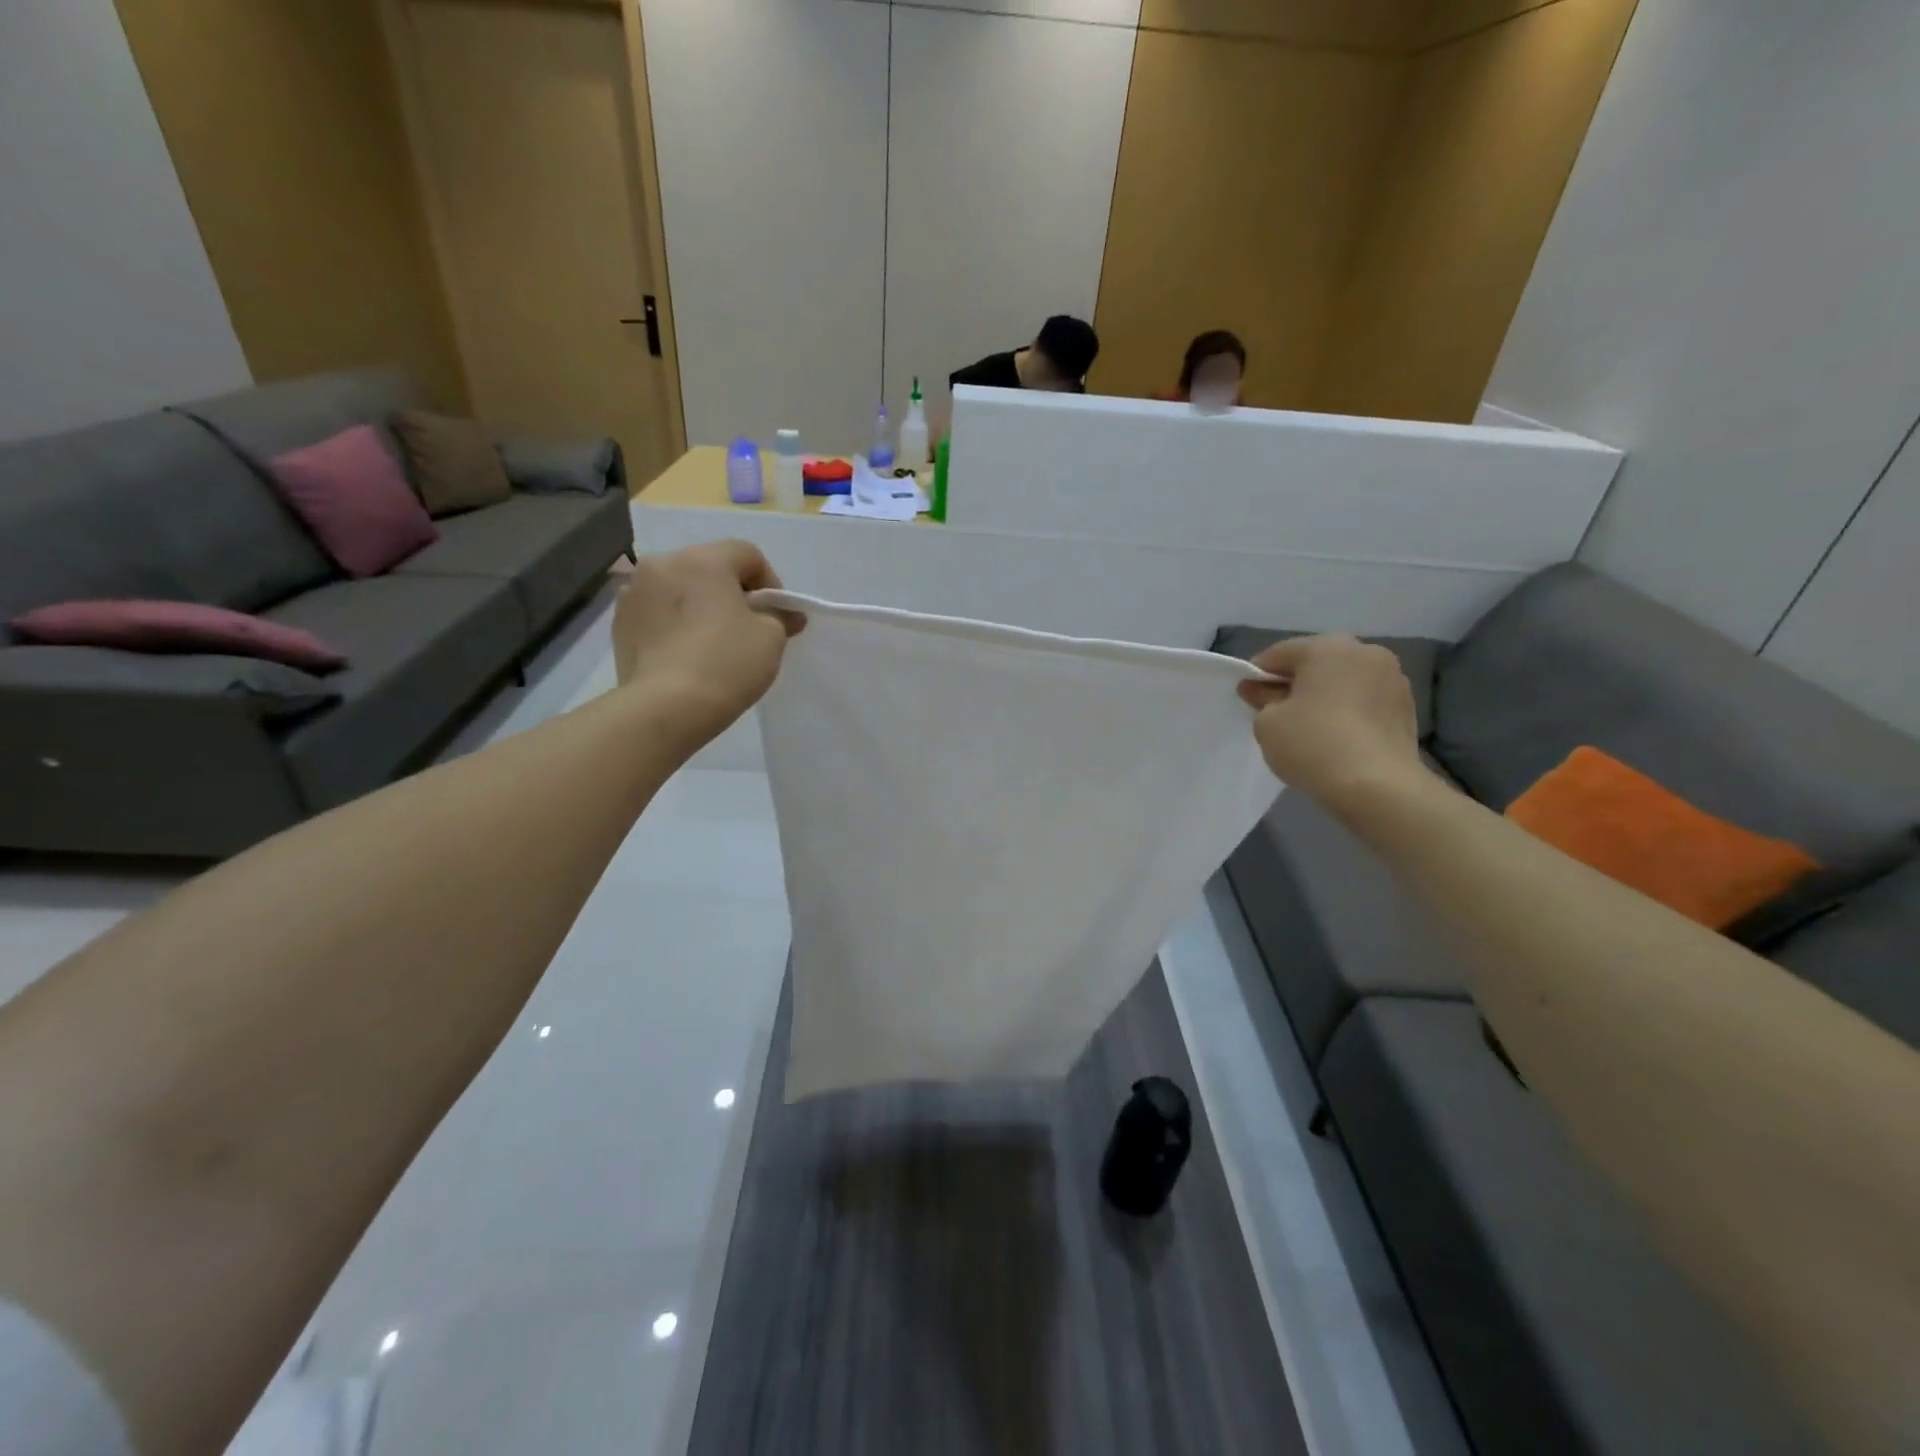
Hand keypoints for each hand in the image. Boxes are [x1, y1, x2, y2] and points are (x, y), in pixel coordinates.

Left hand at [612, 541, 800, 739]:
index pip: (748, 555)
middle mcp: (663, 564)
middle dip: (731, 592)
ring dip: (698, 606)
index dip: (770, 583)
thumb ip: (779, 616)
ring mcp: (634, 592)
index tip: (777, 616)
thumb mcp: (771, 638)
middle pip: (710, 568)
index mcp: (704, 559)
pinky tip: (684, 654)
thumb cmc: (726, 664)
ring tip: (710, 642)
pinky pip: (656, 612)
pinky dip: (673, 624)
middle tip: (747, 628)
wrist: (665, 707)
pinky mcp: (619, 622)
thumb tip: (784, 613)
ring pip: (679, 589)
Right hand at [1237, 635, 1424, 817]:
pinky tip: (1336, 737)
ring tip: (1309, 728)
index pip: (1278, 654)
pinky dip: (1347, 711)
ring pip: (1343, 681)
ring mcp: (1392, 678)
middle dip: (1294, 683)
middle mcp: (1364, 651)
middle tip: (1276, 713)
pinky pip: (1364, 700)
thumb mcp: (1268, 723)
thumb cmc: (1313, 744)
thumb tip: (1260, 690)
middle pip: (1315, 663)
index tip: (1247, 699)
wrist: (1377, 786)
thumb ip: (1261, 700)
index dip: (1256, 676)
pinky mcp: (1406, 707)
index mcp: (1327, 647)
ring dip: (1324, 696)